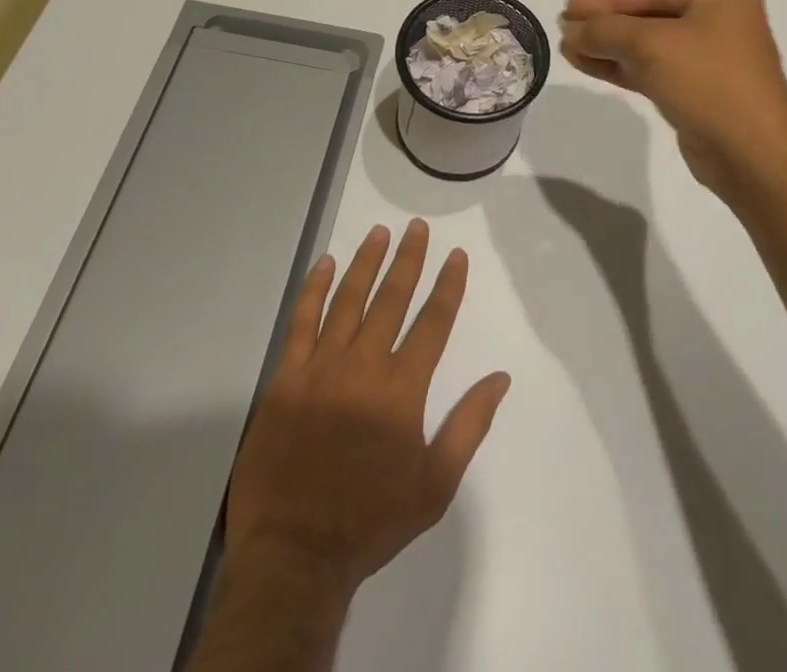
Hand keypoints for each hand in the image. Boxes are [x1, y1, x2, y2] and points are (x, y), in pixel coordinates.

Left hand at [222, 219, 510, 590]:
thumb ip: (469, 426)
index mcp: (402, 389)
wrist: (294, 558)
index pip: (433, 322)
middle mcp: (364, 367)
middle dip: (409, 259)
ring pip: (348, 301)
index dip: (448, 285)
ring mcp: (321, 370)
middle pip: (392, 299)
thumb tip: (501, 378)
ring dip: (366, 263)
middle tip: (417, 227)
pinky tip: (325, 265)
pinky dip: (314, 291)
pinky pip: (300, 324)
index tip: (456, 255)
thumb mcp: (435, 484)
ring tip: (379, 232)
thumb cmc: (371, 520)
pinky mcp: (285, 381)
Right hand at [559, 0, 786, 201]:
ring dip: (609, 45)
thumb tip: (571, 30)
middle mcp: (719, 17)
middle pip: (650, 12)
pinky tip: (589, 64)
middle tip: (565, 28)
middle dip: (606, 22)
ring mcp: (711, 54)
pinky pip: (654, 67)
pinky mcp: (699, 87)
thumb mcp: (652, 46)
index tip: (567, 7)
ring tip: (568, 48)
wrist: (753, 156)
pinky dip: (623, 65)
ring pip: (649, 42)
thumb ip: (607, 31)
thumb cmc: (709, 83)